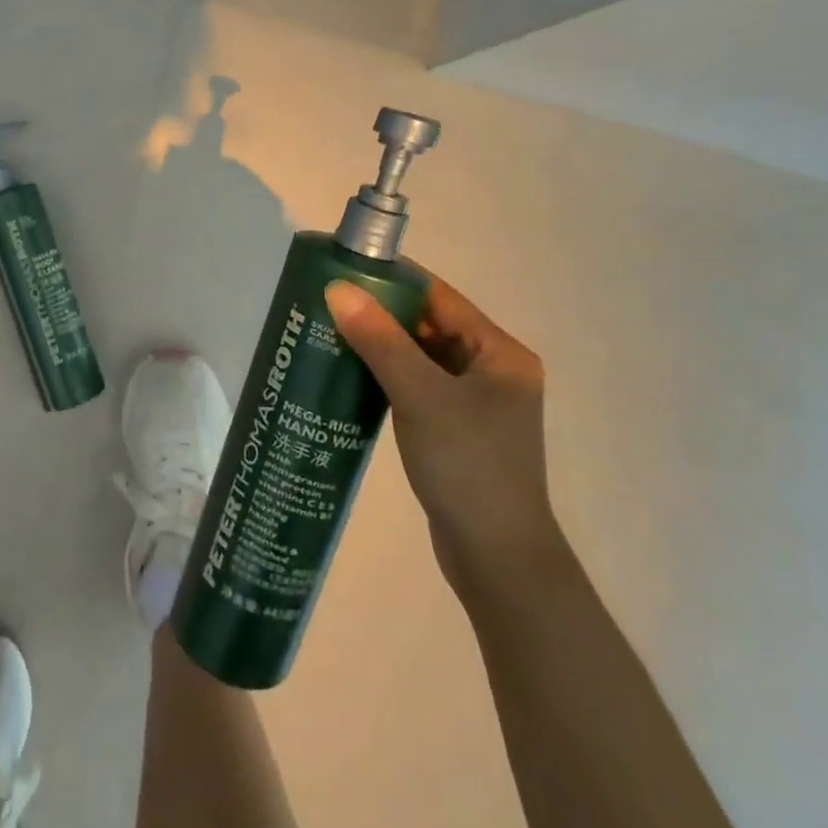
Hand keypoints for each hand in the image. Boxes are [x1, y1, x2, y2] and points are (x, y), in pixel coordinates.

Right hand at [325, 270, 554, 585]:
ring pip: (419, 357)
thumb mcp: (421, 396)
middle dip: (380, 312)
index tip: (344, 269)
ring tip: (328, 333)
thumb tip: (337, 290)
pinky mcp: (456, 429)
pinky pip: (416, 386)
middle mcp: (492, 370)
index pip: (440, 297)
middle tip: (326, 302)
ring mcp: (475, 403)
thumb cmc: (468, 466)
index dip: (393, 280)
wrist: (496, 558)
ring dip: (379, 345)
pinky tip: (349, 376)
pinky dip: (385, 376)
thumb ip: (380, 340)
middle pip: (429, 325)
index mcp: (500, 353)